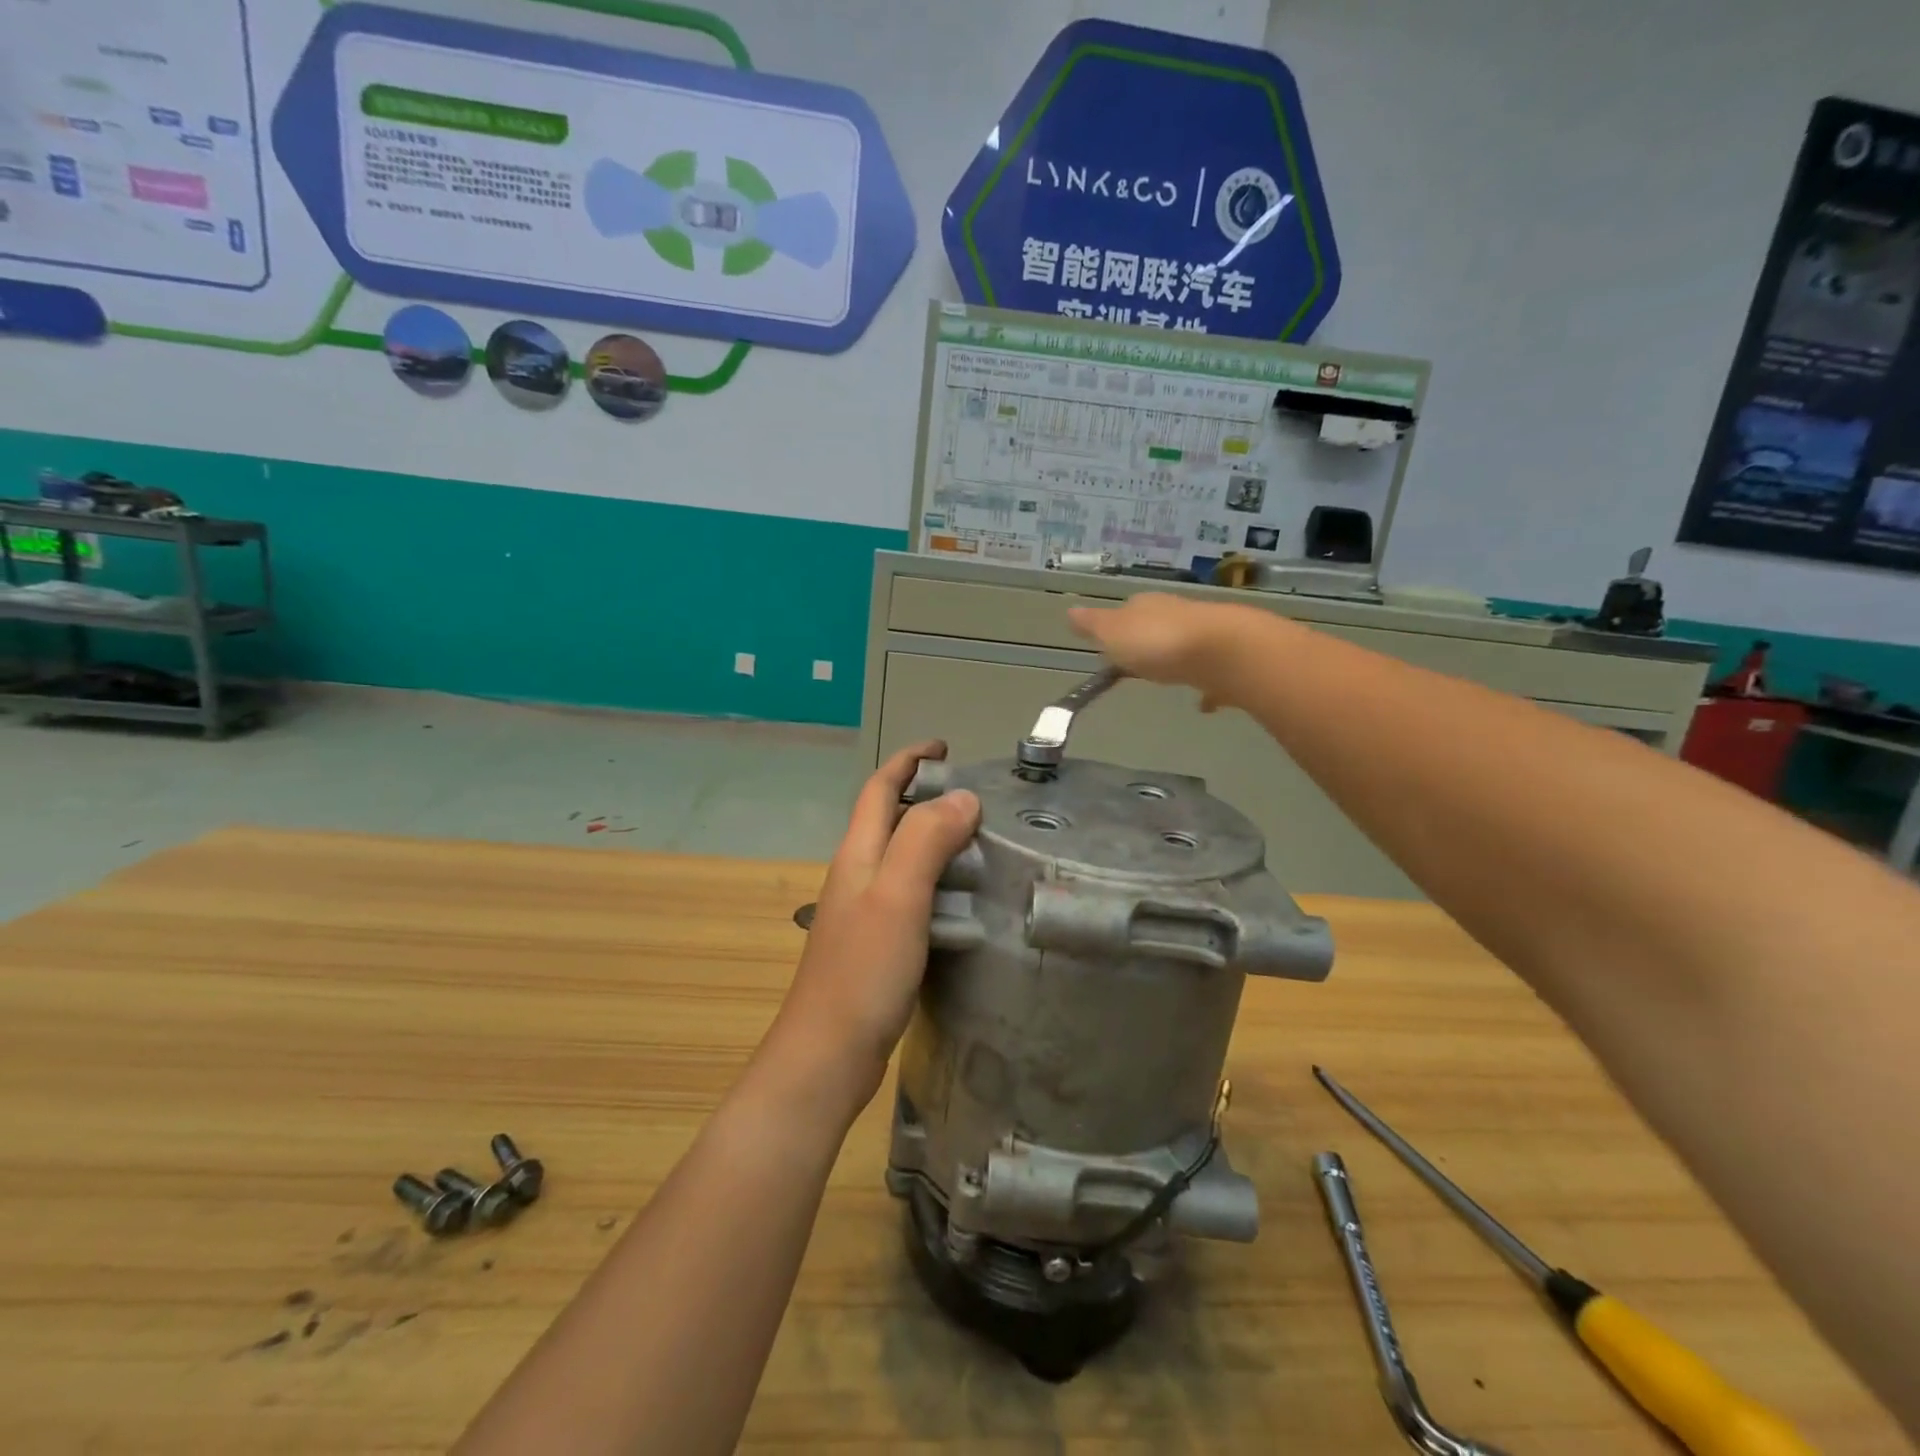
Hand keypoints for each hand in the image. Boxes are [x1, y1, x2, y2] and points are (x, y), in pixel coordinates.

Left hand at [768, 741, 979, 1113]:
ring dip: (935, 840)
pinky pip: (911, 895)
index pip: (880, 789)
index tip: (944, 748)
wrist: (828, 1054)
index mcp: (858, 854)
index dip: (908, 761)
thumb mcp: (898, 895)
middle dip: (926, 796)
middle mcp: (857, 875)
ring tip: (981, 843)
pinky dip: (938, 882)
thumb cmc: (862, 970)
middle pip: (889, 819)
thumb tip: (963, 797)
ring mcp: (864, 912)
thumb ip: (926, 840)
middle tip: (977, 799)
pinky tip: (965, 901)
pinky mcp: (876, 944)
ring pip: (902, 858)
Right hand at [1067, 595, 1243, 708]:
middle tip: (1140, 663)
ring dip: (1178, 660)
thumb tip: (1070, 610)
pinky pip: (1212, 674)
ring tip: (1170, 679)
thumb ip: (1093, 625)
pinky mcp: (1230, 660)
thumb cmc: (1159, 642)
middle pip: (1159, 625)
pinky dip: (1207, 687)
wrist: (1225, 652)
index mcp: (1147, 606)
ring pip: (1187, 646)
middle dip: (1150, 642)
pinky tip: (1204, 705)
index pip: (1128, 611)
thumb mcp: (1113, 633)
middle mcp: (1178, 614)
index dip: (1118, 627)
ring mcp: (1207, 636)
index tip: (1111, 646)